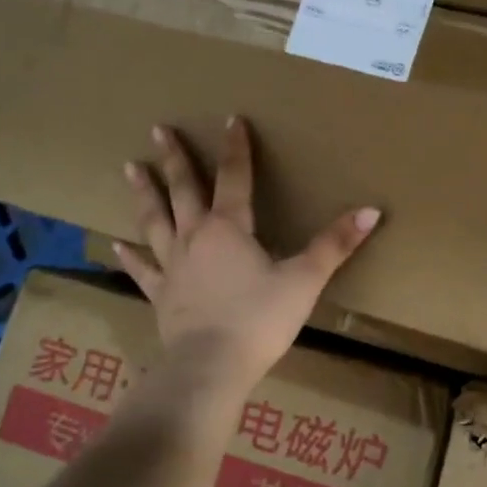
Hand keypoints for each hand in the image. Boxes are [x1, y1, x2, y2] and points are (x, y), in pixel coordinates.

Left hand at [114, 118, 380, 388]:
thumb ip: (335, 244)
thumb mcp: (305, 279)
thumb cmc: (260, 319)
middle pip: (184, 190)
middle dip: (175, 159)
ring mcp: (173, 266)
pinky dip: (130, 257)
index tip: (230, 119)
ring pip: (154, 221)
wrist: (211, 366)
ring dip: (145, 193)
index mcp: (230, 228)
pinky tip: (115, 245)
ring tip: (130, 167)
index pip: (235, 177)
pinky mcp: (161, 295)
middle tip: (159, 130)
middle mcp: (195, 238)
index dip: (236, 148)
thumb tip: (371, 210)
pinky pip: (143, 269)